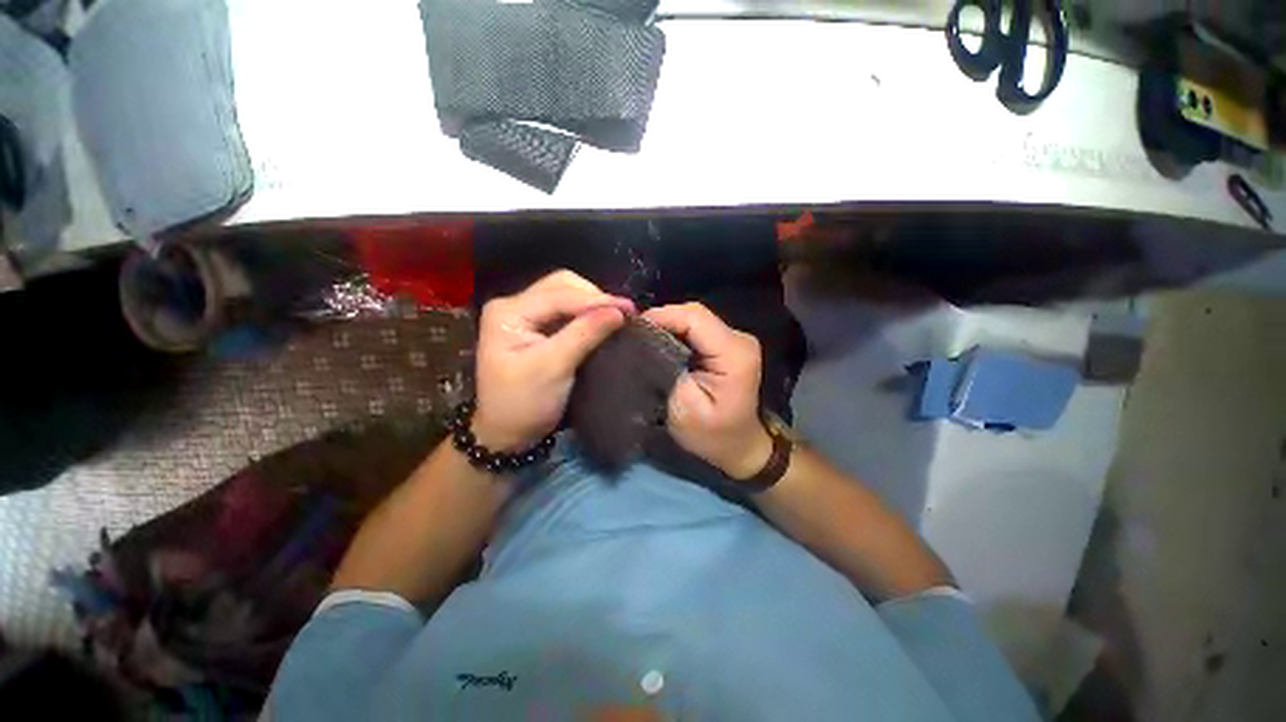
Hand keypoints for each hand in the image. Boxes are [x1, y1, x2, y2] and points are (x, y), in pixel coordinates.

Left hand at [474, 271, 633, 450]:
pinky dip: (588, 315)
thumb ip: (584, 334)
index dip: (596, 300)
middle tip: (622, 314)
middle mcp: (515, 306)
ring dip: (593, 305)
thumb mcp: (553, 368)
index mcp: (509, 312)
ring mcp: (526, 316)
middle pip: (562, 286)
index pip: (558, 295)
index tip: (629, 309)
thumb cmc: (524, 404)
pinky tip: (603, 323)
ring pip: (566, 296)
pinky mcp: (538, 329)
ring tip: (616, 317)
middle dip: (594, 297)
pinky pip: (567, 312)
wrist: (508, 434)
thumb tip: (619, 311)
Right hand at [642, 303, 772, 479]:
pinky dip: (675, 333)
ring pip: (693, 319)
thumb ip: (664, 370)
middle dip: (661, 321)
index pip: (694, 317)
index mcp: (734, 353)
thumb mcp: (682, 409)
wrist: (738, 446)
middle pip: (693, 314)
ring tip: (643, 340)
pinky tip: (660, 345)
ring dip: (667, 327)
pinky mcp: (727, 343)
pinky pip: (696, 329)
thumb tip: (643, 341)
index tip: (632, 331)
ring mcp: (735, 339)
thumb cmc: (711, 435)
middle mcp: (739, 338)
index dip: (661, 317)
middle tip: (633, 337)